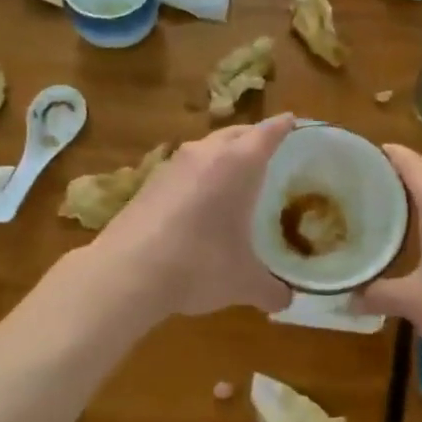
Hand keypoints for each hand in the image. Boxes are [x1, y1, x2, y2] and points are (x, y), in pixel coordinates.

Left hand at [93, 115, 294, 317]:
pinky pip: (185, 168)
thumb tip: (286, 300)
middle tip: (270, 150)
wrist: (126, 273)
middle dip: (254, 137)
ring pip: (206, 148)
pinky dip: (199, 176)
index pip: (268, 133)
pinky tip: (201, 200)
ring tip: (236, 175)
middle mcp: (206, 154)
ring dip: (223, 155)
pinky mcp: (149, 182)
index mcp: (238, 164)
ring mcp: (172, 165)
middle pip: (236, 133)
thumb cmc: (199, 265)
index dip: (284, 126)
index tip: (295, 121)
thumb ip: (272, 290)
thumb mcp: (244, 282)